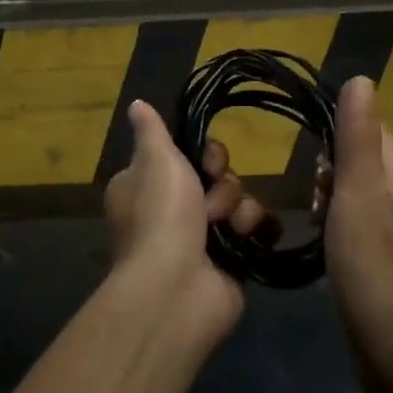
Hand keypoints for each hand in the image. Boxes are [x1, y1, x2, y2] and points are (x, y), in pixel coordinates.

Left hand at [103, 102, 243, 340]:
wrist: (177, 287)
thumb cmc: (162, 215)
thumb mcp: (154, 161)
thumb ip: (152, 131)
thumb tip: (137, 104)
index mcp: (148, 185)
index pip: (186, 155)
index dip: (204, 153)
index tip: (207, 159)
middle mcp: (172, 210)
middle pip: (217, 177)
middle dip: (222, 183)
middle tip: (212, 198)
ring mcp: (202, 238)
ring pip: (238, 201)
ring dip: (238, 208)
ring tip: (227, 227)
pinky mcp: (230, 260)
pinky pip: (254, 229)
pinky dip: (255, 229)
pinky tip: (248, 236)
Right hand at [323, 78, 392, 392]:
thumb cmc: (378, 275)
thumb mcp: (360, 199)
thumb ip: (358, 140)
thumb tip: (361, 79)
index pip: (371, 125)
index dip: (336, 125)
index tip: (304, 144)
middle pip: (362, 156)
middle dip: (329, 163)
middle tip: (309, 192)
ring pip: (357, 189)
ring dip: (330, 192)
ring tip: (312, 215)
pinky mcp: (388, 259)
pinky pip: (357, 220)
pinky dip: (336, 220)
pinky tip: (322, 240)